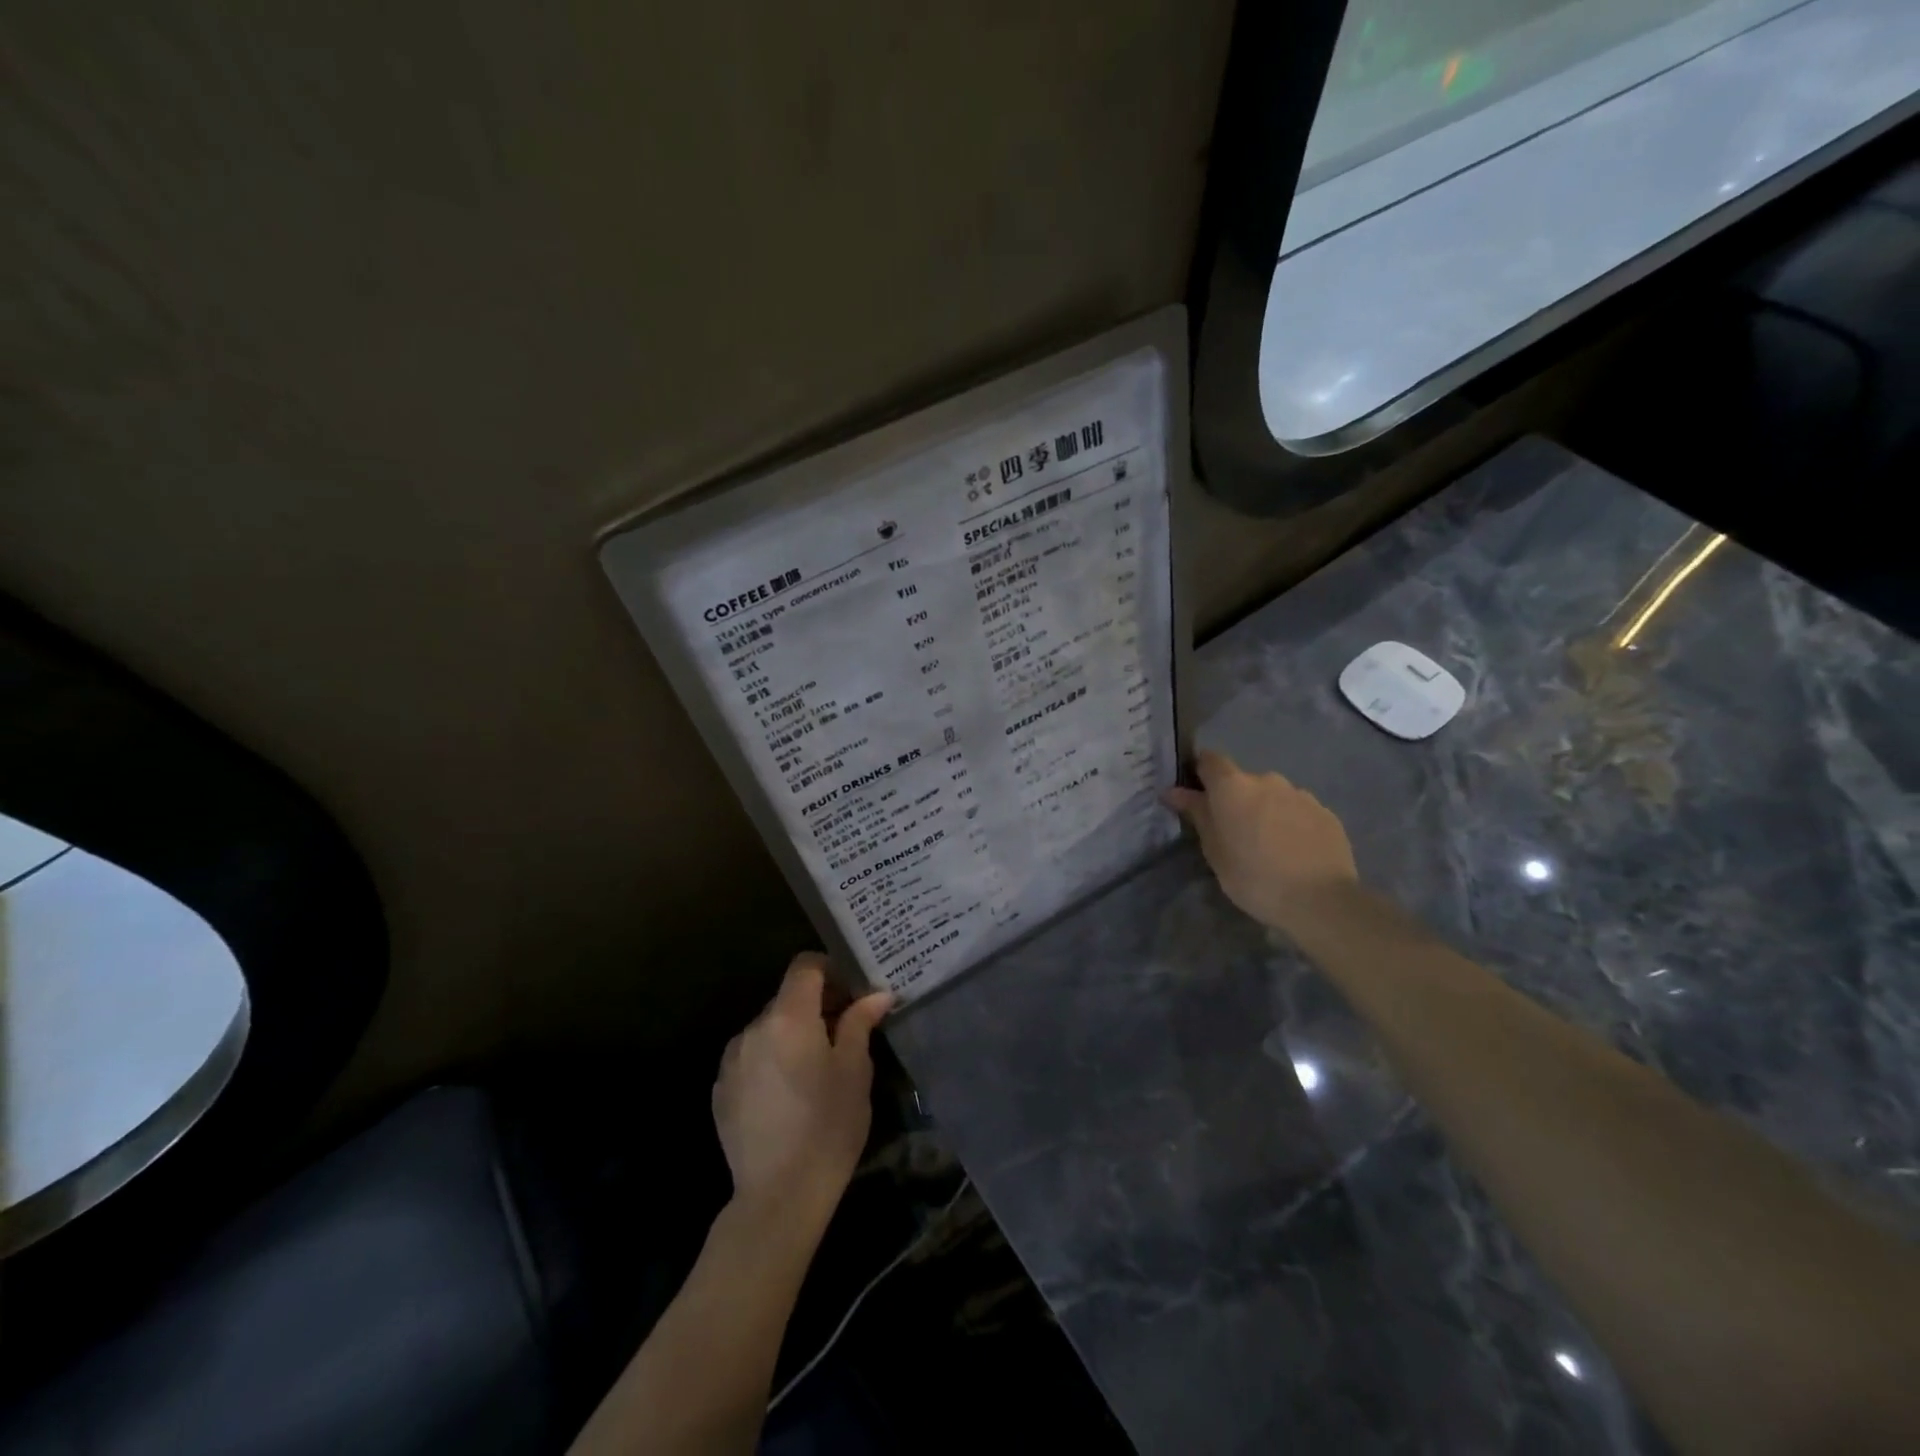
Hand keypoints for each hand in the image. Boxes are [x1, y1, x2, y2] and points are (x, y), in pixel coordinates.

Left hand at [713, 953, 892, 1232]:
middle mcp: (753, 1029)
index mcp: (788, 1018)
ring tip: (817, 1067)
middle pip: (787, 997)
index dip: (830, 969)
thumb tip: (876, 994)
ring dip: (792, 1033)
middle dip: (816, 1005)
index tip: (852, 991)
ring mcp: (731, 1060)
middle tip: (845, 1030)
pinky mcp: (721, 1090)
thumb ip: (860, 1023)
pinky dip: (772, 1059)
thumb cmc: (828, 1127)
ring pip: (768, 1028)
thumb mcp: (855, 1071)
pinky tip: (789, 1093)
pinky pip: (751, 1057)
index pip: (805, 966)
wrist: (778, 1196)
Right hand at [1164, 750, 1359, 933]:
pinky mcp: (1326, 813)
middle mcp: (1267, 780)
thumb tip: (1173, 791)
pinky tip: (1294, 852)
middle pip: (1243, 781)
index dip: (1201, 773)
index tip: (1198, 796)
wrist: (1321, 901)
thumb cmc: (1254, 878)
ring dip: (1265, 811)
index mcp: (1233, 787)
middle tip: (1234, 833)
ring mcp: (1301, 794)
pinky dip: (1291, 824)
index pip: (1210, 760)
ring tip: (1268, 846)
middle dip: (1236, 800)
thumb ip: (1197, 814)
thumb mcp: (1215, 851)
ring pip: (1273, 796)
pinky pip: (1298, 811)